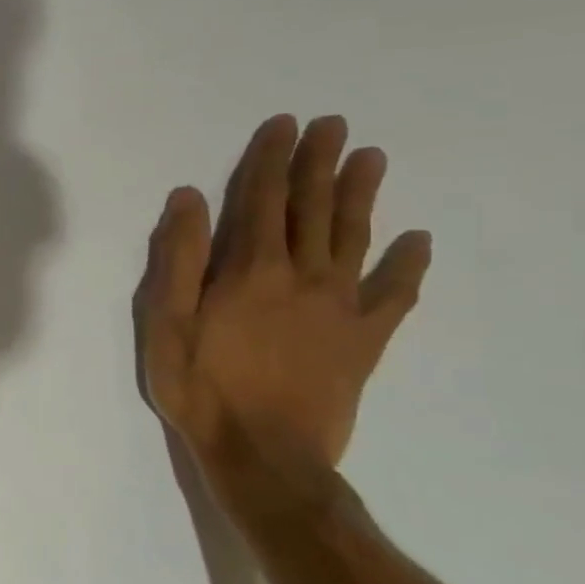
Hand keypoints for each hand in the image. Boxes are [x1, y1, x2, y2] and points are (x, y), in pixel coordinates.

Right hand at [135, 114, 431, 511]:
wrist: (265, 458)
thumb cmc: (202, 389)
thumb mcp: (166, 324)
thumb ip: (178, 258)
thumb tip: (190, 198)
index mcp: (250, 270)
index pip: (262, 199)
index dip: (272, 159)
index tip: (284, 125)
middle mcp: (302, 276)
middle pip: (313, 208)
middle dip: (320, 163)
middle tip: (334, 125)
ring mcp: (340, 308)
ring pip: (354, 238)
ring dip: (361, 195)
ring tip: (372, 158)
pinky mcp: (364, 342)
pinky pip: (394, 296)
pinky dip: (408, 266)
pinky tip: (418, 241)